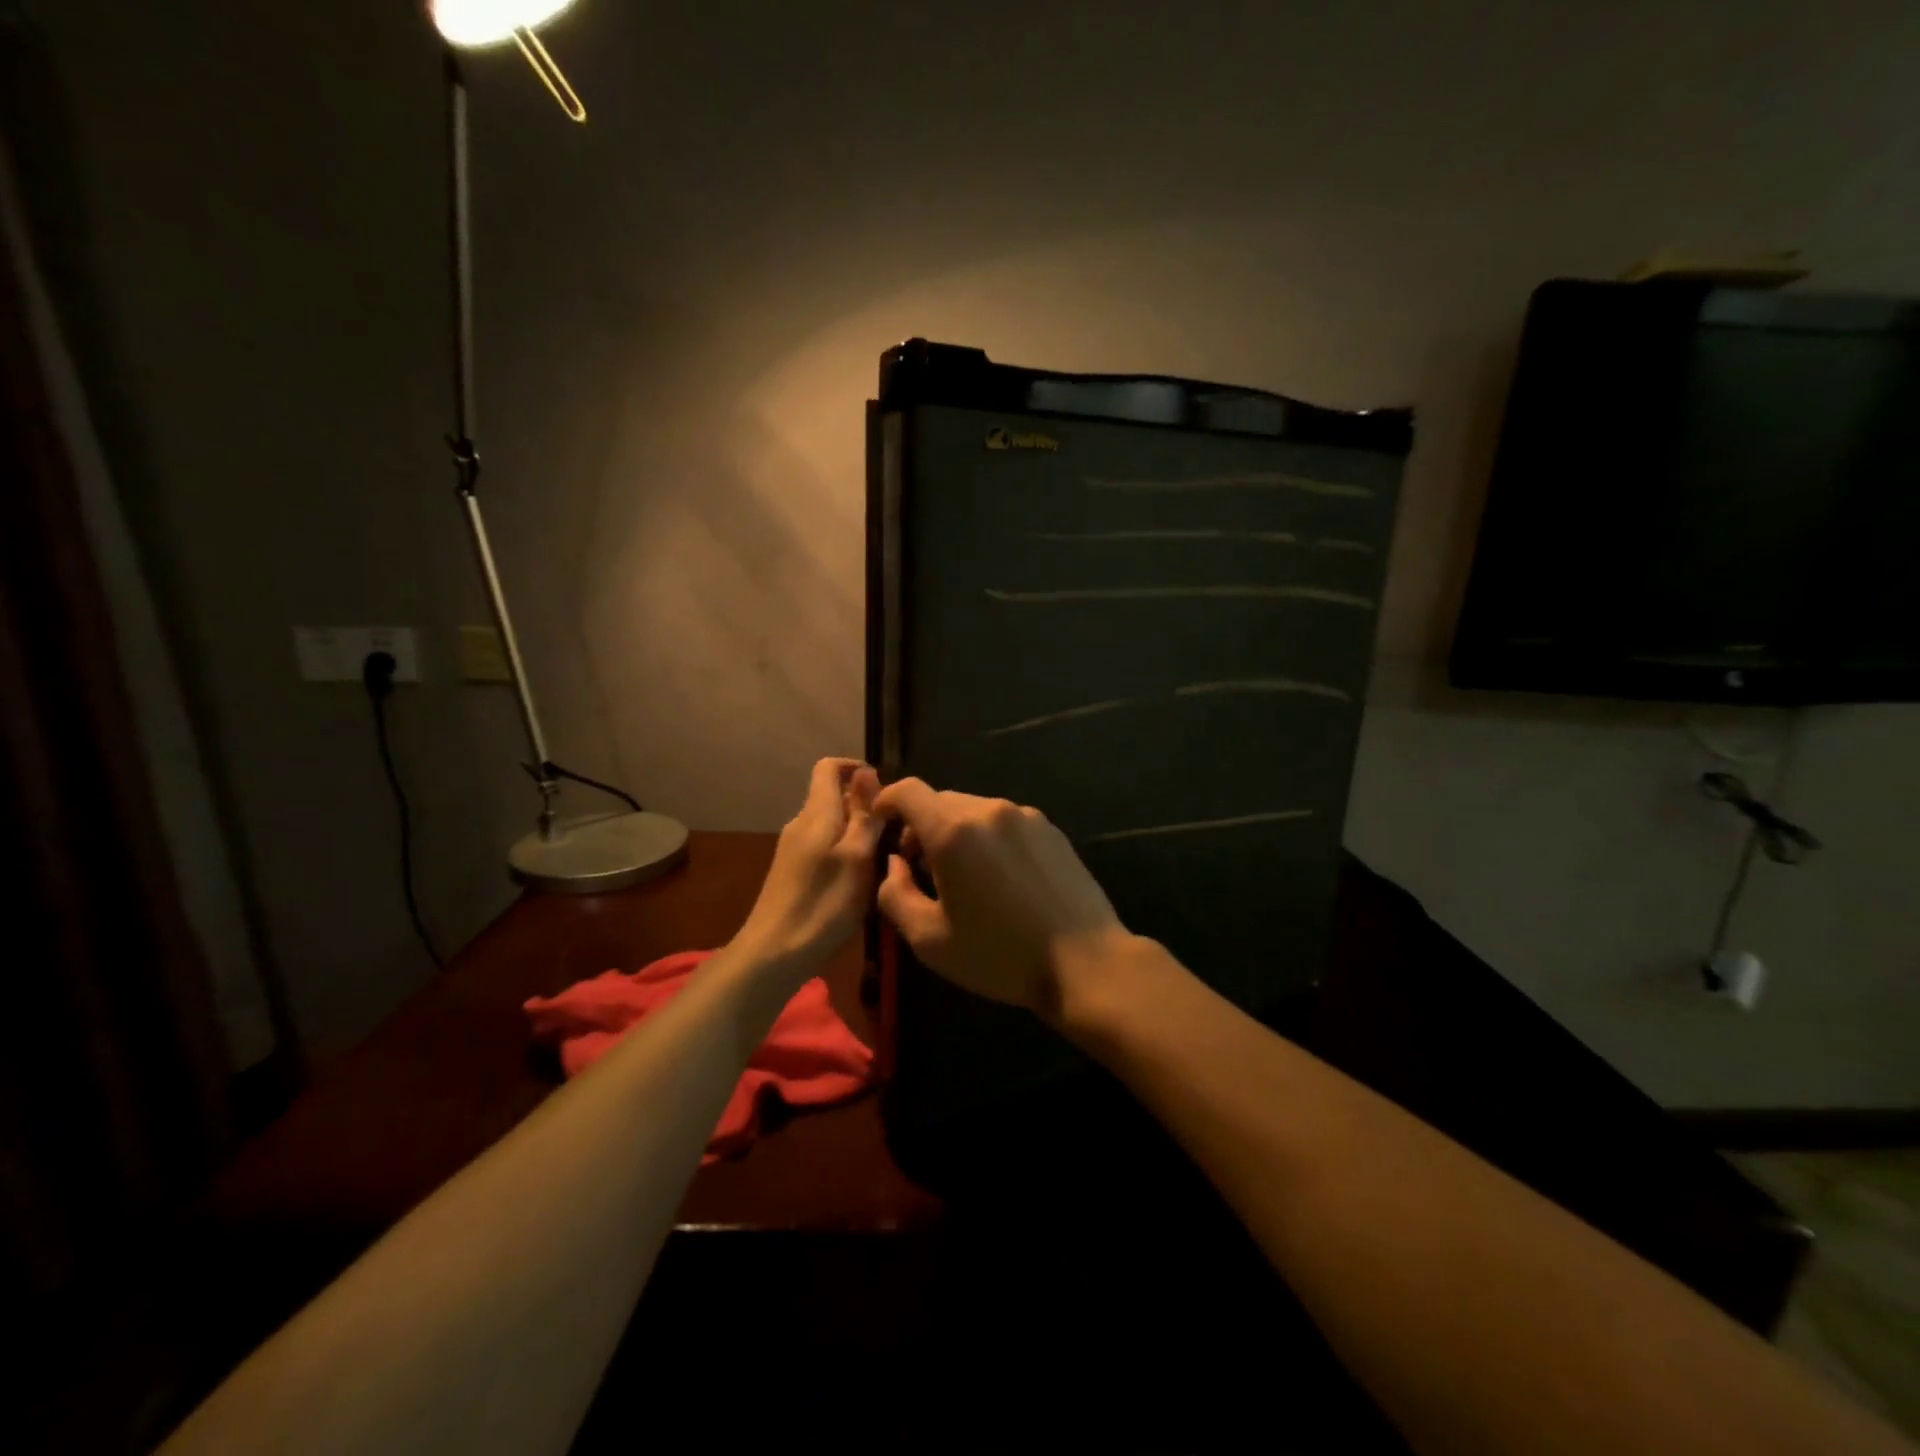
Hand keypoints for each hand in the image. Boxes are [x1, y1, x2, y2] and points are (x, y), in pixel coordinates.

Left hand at [734, 758, 883, 968]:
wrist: (775, 952)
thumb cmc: (824, 903)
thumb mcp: (857, 857)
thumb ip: (864, 814)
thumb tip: (866, 771)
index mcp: (816, 813)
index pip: (829, 767)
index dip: (857, 768)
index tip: (886, 790)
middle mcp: (801, 823)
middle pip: (834, 796)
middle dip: (866, 806)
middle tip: (897, 831)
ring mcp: (794, 848)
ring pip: (832, 824)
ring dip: (859, 832)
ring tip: (886, 857)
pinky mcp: (793, 871)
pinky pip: (825, 846)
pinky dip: (846, 852)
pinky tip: (861, 880)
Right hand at [872, 777, 1130, 1019]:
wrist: (1084, 961)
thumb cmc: (998, 955)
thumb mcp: (929, 939)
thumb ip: (895, 894)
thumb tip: (893, 864)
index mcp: (954, 831)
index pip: (909, 791)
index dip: (887, 801)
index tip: (882, 824)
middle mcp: (990, 810)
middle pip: (941, 801)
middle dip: (922, 825)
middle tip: (921, 867)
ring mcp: (1026, 816)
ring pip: (975, 810)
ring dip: (957, 832)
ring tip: (964, 876)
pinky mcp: (1051, 829)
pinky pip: (1005, 822)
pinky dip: (989, 838)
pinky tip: (1001, 878)